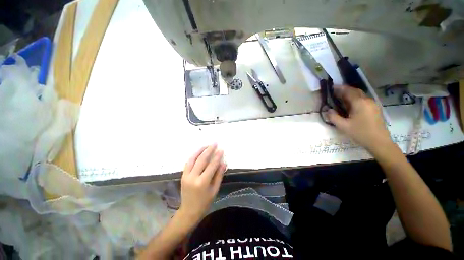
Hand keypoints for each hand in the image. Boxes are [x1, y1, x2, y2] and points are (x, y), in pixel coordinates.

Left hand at [178, 144, 226, 223]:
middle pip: (202, 159)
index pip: (211, 165)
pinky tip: (199, 152)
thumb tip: (223, 162)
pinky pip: (188, 162)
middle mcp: (193, 177)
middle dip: (209, 150)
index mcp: (202, 182)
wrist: (189, 211)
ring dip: (200, 150)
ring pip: (193, 159)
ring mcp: (186, 175)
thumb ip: (219, 175)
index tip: (221, 149)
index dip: (217, 156)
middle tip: (214, 143)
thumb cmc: (205, 202)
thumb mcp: (215, 190)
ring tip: (206, 145)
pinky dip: (194, 155)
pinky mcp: (183, 175)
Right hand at [327, 85, 392, 152]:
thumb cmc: (360, 133)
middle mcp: (367, 100)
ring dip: (350, 95)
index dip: (339, 88)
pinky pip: (363, 100)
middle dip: (345, 90)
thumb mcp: (343, 126)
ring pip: (360, 95)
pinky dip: (355, 99)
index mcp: (359, 103)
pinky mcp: (375, 109)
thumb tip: (328, 110)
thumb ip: (333, 117)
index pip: (348, 91)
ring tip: (341, 98)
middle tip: (335, 92)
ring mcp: (373, 104)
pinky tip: (350, 105)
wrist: (379, 142)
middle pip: (355, 91)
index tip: (331, 87)